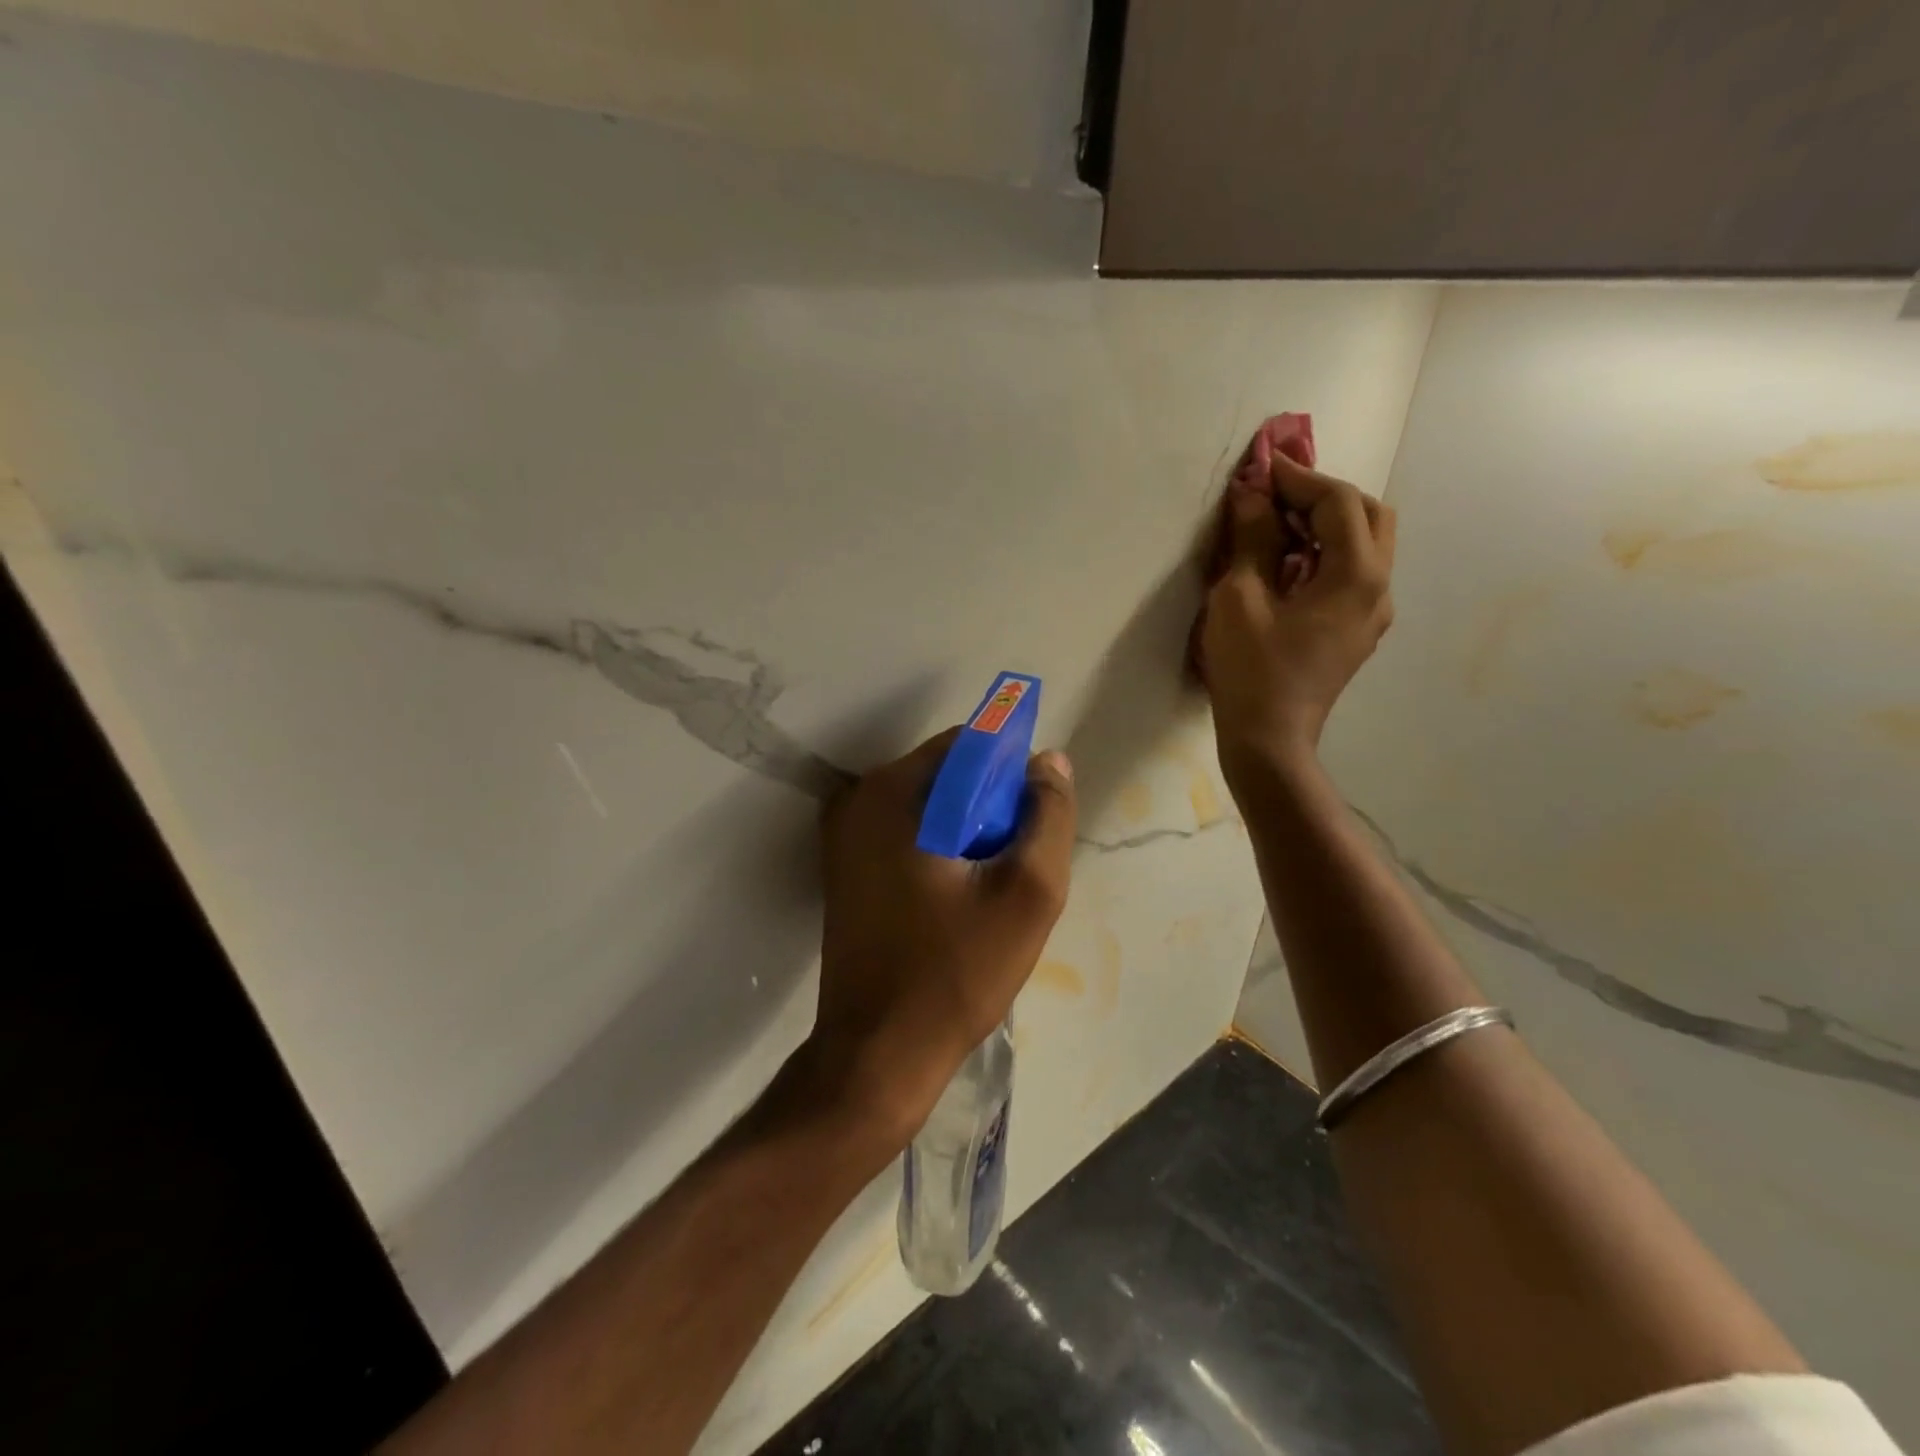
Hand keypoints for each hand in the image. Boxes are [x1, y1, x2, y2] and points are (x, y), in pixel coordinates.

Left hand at [811, 730, 1076, 1141]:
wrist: (877, 1055)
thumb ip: (1048, 817)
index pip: (968, 745)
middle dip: (990, 809)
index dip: (1011, 775)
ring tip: (988, 892)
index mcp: (891, 793)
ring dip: (968, 834)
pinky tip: (957, 903)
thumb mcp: (1027, 892)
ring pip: (929, 808)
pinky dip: (940, 852)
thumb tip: (1048, 762)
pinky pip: (907, 836)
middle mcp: (857, 801)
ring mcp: (843, 837)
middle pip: (947, 776)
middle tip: (1013, 867)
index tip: (1031, 825)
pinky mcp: (844, 869)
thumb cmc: (954, 973)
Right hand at [1198, 451, 1395, 773]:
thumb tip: (1253, 494)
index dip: (1299, 477)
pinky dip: (1325, 555)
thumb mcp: (1241, 598)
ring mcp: (1373, 613)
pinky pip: (1353, 575)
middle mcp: (1379, 588)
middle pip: (1369, 515)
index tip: (1261, 466)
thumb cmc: (1251, 669)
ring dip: (1326, 525)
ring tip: (1277, 529)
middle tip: (1276, 497)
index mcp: (1357, 575)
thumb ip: (1254, 538)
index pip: (1338, 502)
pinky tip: (1287, 567)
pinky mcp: (1357, 632)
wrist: (1268, 739)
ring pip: (1366, 545)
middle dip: (1323, 496)